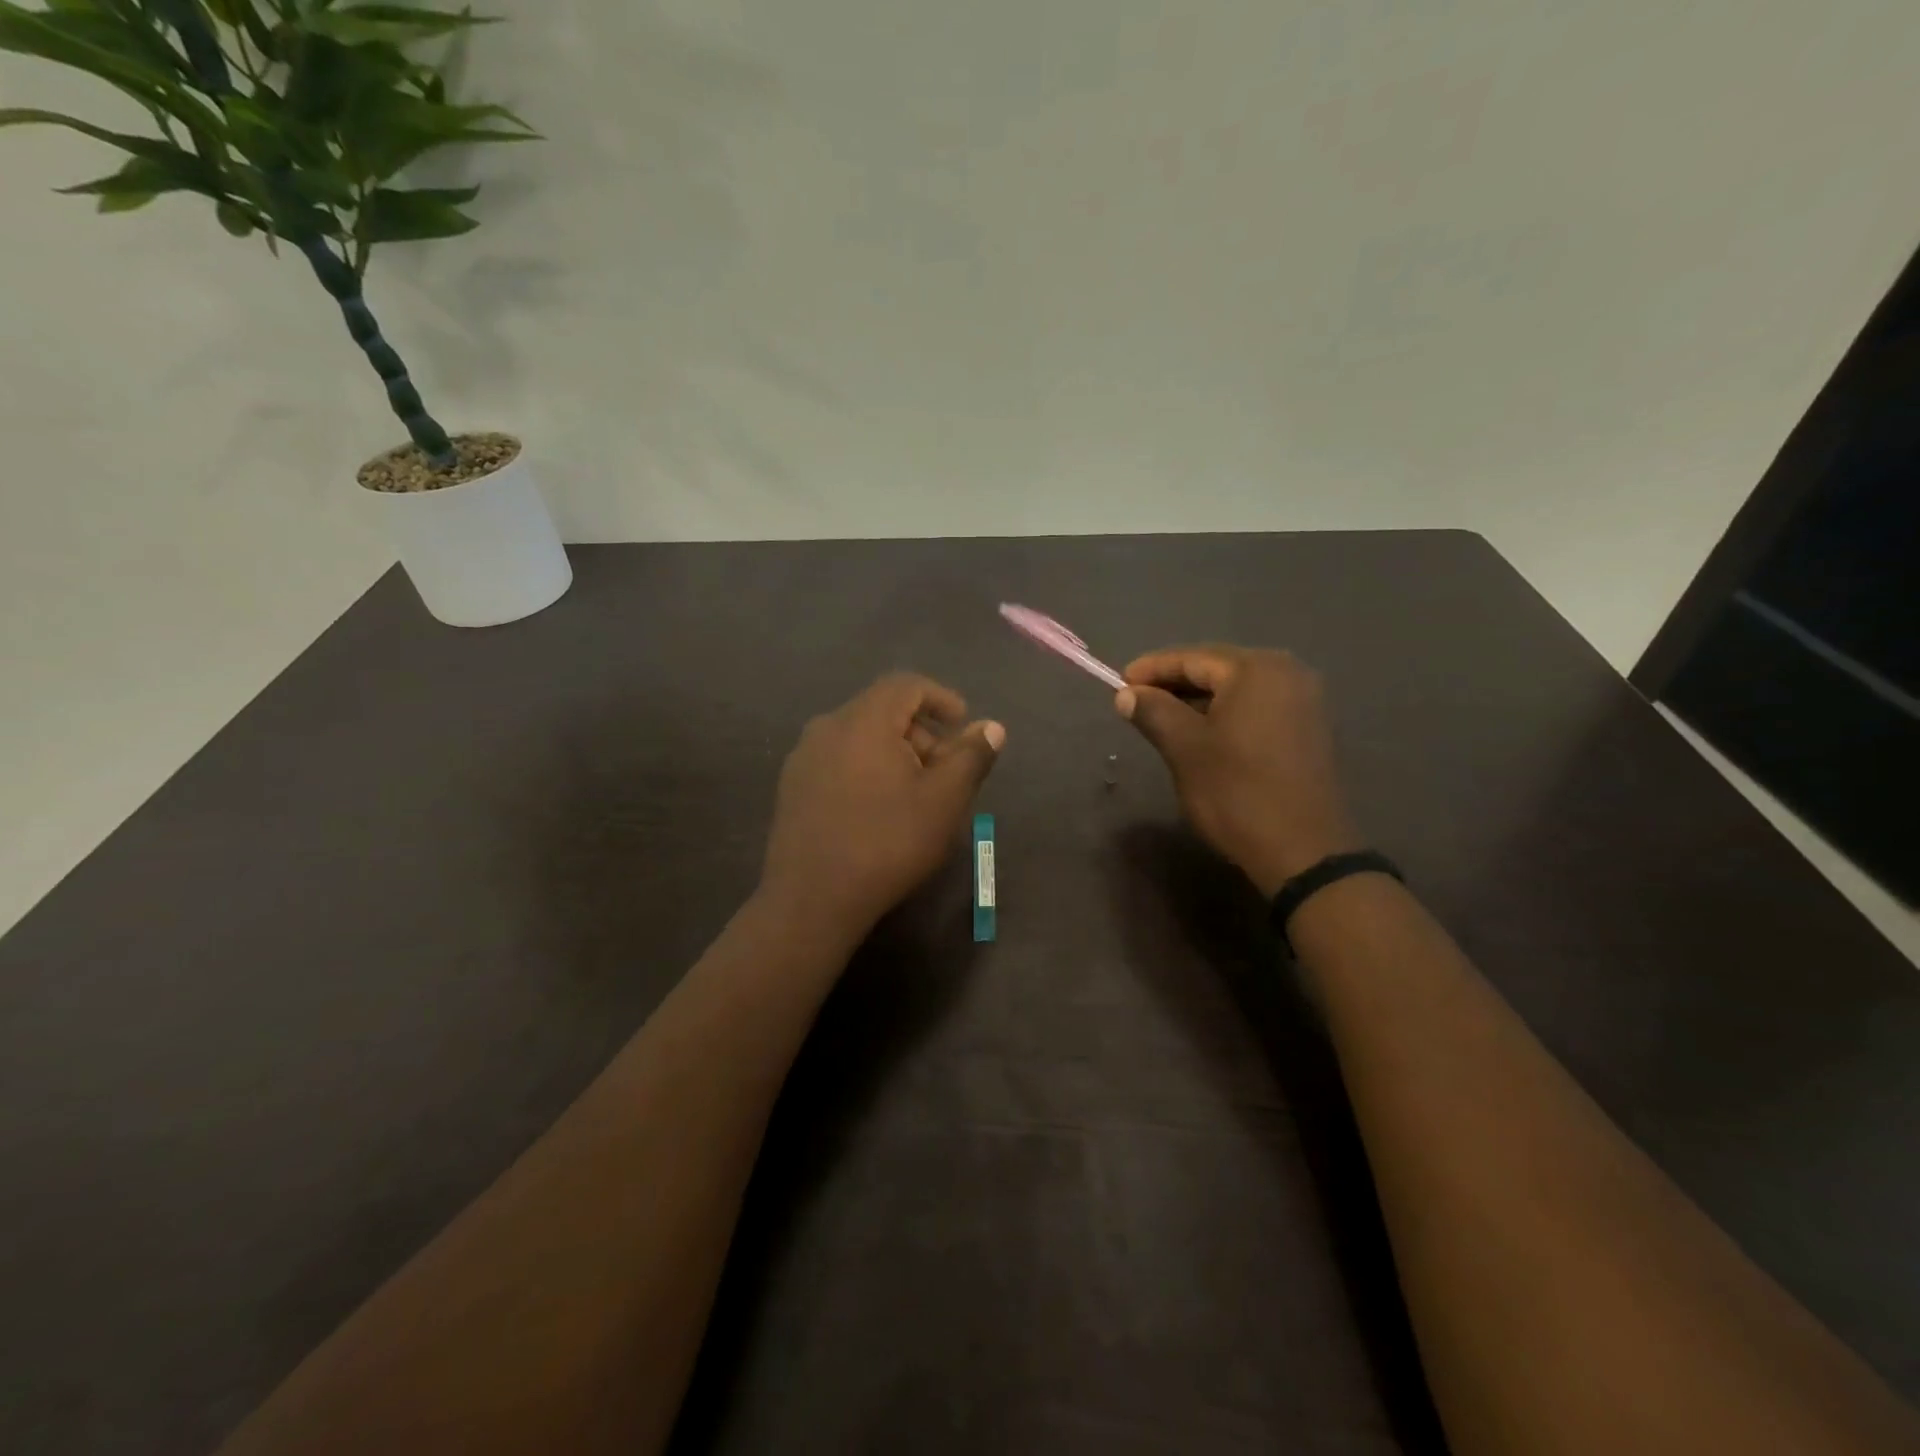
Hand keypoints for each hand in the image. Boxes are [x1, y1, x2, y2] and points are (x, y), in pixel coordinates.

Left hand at [761, 673, 1004, 935]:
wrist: (812, 900)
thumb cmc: (888, 843)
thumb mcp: (944, 800)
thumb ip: (971, 756)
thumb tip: (991, 727)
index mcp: (863, 720)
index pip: (906, 685)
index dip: (941, 698)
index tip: (964, 725)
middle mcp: (827, 727)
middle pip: (882, 711)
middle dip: (921, 732)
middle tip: (946, 770)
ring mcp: (803, 758)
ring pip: (860, 738)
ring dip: (895, 753)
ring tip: (916, 794)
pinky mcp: (792, 788)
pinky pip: (839, 761)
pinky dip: (867, 769)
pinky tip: (879, 810)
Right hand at [1115, 645, 1361, 897]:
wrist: (1302, 851)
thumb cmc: (1236, 792)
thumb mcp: (1184, 749)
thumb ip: (1153, 711)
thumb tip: (1126, 694)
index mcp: (1256, 670)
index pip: (1192, 658)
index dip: (1151, 668)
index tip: (1119, 682)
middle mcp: (1287, 673)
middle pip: (1217, 669)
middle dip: (1174, 683)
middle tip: (1136, 700)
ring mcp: (1303, 701)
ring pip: (1236, 690)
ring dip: (1197, 701)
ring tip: (1161, 717)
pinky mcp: (1307, 730)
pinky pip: (1255, 708)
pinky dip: (1224, 715)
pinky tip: (1200, 733)